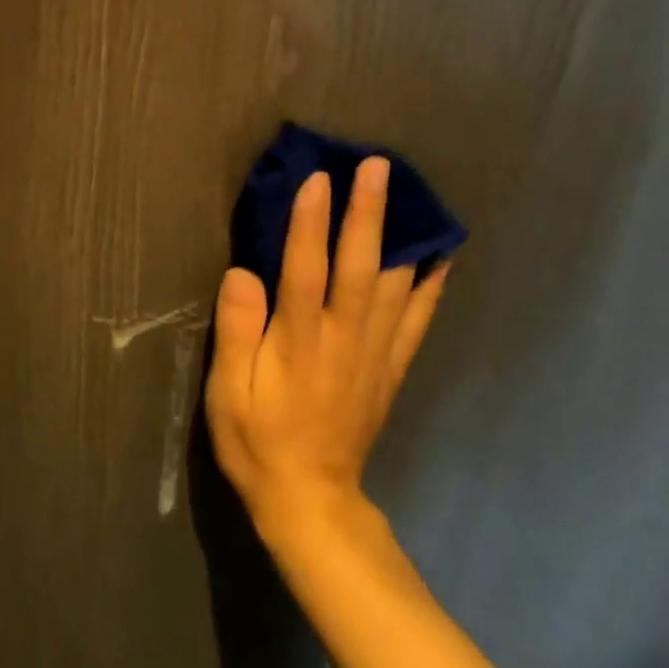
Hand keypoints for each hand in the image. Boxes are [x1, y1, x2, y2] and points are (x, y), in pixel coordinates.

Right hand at [205, 158, 449, 537]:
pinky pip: (416, 321)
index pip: (305, 269)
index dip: (310, 222)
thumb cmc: (257, 441)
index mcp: (299, 342)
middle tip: (377, 166)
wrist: (310, 501)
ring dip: (401, 236)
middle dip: (368, 213)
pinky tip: (440, 258)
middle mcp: (343, 339)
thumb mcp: (227, 393)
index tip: (318, 178)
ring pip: (393, 286)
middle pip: (359, 266)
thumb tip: (242, 272)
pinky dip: (430, 286)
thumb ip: (235, 331)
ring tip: (411, 194)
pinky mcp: (389, 368)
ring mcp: (373, 353)